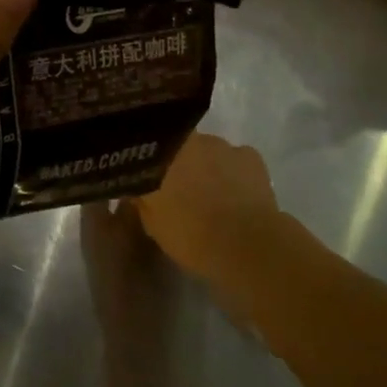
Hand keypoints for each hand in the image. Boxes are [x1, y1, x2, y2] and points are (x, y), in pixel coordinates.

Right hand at [131, 133, 317, 317]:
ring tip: (209, 195)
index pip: (147, 148)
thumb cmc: (192, 233)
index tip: (146, 180)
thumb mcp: (152, 223)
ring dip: (205, 168)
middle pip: (178, 147)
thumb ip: (141, 199)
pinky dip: (232, 172)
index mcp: (162, 152)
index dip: (146, 163)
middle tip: (177, 190)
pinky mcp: (251, 158)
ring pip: (207, 152)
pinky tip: (233, 194)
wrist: (248, 246)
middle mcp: (190, 139)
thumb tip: (135, 188)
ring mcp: (223, 145)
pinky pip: (235, 160)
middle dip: (177, 164)